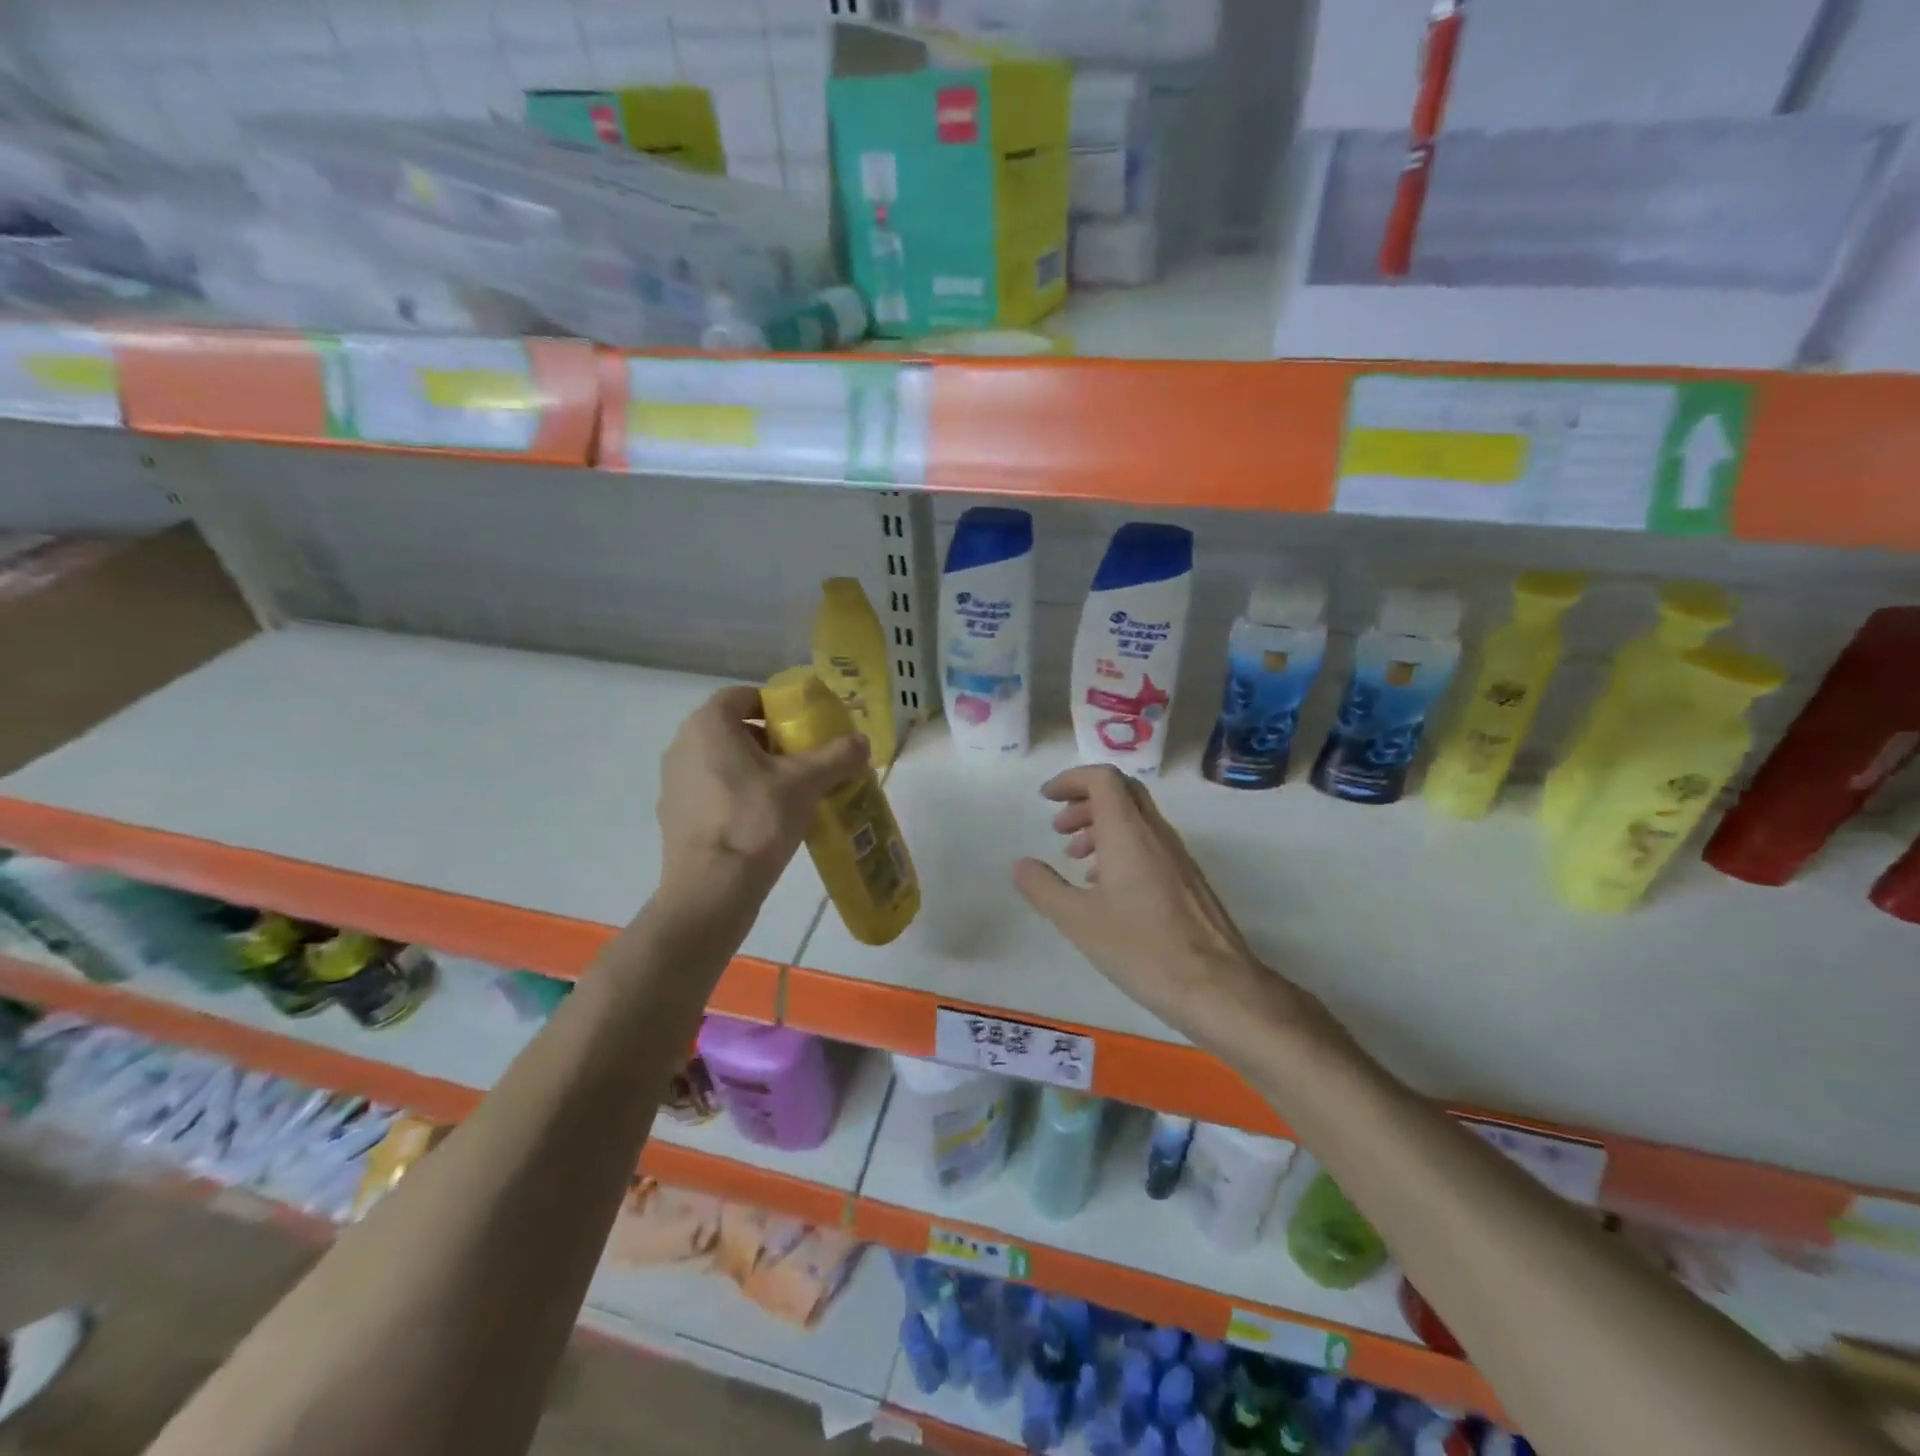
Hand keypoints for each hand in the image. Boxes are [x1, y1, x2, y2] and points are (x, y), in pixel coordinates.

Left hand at [657, 686, 868, 899]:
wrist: (712, 889)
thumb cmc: (757, 820)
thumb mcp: (806, 783)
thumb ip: (838, 756)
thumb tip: (862, 742)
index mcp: (709, 725)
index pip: (743, 695)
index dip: (776, 706)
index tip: (804, 726)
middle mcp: (683, 745)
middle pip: (733, 729)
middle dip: (771, 740)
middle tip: (804, 760)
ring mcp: (674, 782)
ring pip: (722, 761)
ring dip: (754, 768)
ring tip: (789, 792)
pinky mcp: (675, 815)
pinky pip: (712, 791)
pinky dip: (737, 795)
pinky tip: (764, 820)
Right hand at [1013, 765, 1312, 1047]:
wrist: (1217, 986)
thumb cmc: (1142, 949)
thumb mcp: (1078, 921)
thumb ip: (1044, 888)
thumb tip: (1021, 864)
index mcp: (1129, 833)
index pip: (1103, 779)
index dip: (1071, 779)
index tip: (1046, 799)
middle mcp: (1156, 834)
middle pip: (1121, 792)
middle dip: (1084, 801)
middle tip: (1058, 828)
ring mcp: (1177, 856)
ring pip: (1136, 819)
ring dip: (1101, 826)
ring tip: (1075, 859)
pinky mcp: (1188, 879)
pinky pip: (1149, 843)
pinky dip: (1121, 848)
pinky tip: (1106, 887)